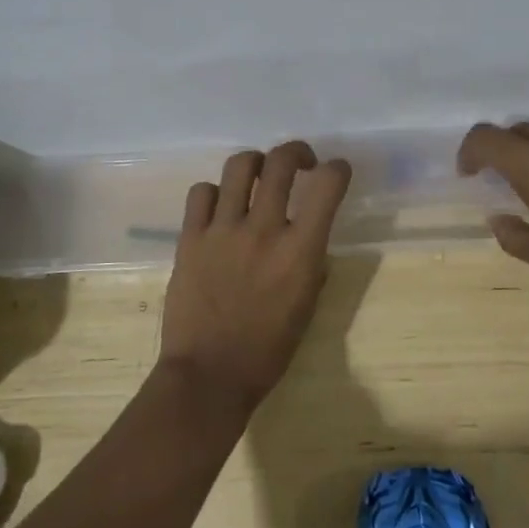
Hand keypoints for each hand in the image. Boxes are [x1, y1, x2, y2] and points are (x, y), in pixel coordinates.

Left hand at [158, 141, 352, 414]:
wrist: (208, 375)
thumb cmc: (267, 350)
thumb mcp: (307, 307)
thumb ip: (311, 263)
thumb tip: (308, 238)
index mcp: (300, 251)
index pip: (327, 186)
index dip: (337, 169)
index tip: (335, 171)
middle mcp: (263, 230)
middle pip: (281, 162)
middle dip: (296, 152)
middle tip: (300, 162)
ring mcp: (223, 230)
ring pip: (240, 166)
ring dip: (256, 163)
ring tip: (258, 176)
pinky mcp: (190, 237)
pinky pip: (202, 192)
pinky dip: (215, 192)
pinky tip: (219, 207)